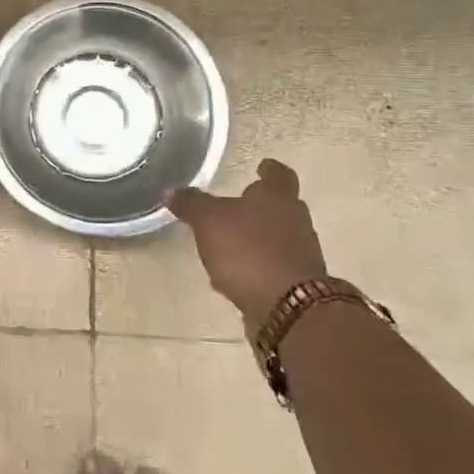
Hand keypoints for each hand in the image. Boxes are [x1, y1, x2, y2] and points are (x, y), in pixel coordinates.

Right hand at [167, 159, 327, 324]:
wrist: (288, 307)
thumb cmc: (248, 250)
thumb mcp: (209, 221)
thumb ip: (191, 204)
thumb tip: (171, 190)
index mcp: (278, 197)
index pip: (278, 174)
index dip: (269, 169)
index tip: (262, 165)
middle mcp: (296, 220)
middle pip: (280, 206)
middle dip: (260, 206)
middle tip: (236, 205)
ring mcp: (301, 254)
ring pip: (278, 236)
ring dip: (258, 237)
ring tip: (230, 242)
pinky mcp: (298, 284)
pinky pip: (274, 265)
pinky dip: (258, 264)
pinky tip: (236, 273)